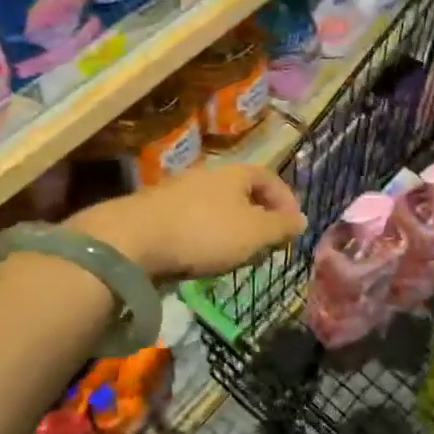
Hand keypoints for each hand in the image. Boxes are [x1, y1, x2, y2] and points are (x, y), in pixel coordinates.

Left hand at [71, 163, 305, 281]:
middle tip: (266, 247)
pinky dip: (205, 239)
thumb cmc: (205, 232)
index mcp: (235, 173)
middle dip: (258, 220)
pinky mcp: (157, 214)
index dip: (286, 202)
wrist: (133, 240)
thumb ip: (281, 227)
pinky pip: (192, 223)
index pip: (270, 179)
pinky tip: (201, 259)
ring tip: (235, 258)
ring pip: (217, 210)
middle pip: (242, 194)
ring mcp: (179, 193)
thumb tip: (300, 220)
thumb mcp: (255, 232)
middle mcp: (208, 176)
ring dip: (231, 231)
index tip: (293, 229)